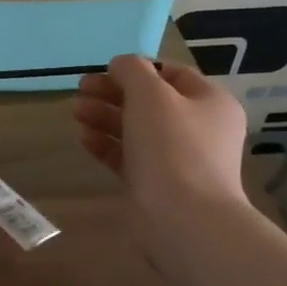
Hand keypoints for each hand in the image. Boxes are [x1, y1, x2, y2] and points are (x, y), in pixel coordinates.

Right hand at [72, 55, 249, 219]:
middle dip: (113, 93)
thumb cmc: (172, 148)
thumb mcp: (151, 95)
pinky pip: (130, 158)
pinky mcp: (157, 186)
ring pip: (137, 129)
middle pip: (150, 102)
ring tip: (76, 112)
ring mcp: (179, 160)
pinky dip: (108, 145)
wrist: (184, 220)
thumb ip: (132, 71)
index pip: (172, 74)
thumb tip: (121, 65)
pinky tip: (84, 139)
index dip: (137, 69)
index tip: (104, 71)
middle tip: (81, 90)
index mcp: (210, 102)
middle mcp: (199, 129)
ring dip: (106, 117)